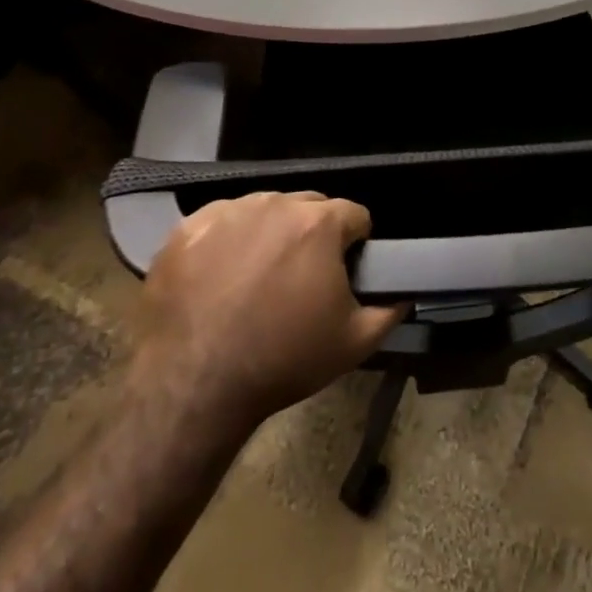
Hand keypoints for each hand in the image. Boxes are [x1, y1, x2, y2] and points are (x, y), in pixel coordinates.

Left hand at [128, 192, 406, 432]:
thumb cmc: (283, 360)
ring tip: (257, 278)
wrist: (194, 387)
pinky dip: (226, 241)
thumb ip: (390, 310)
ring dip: (270, 233)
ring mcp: (227, 213)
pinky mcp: (187, 229)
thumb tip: (404, 293)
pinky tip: (219, 276)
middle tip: (301, 278)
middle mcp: (275, 204)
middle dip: (313, 234)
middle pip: (308, 207)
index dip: (356, 243)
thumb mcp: (355, 343)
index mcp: (320, 223)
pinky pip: (220, 222)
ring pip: (263, 210)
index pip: (354, 215)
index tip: (344, 272)